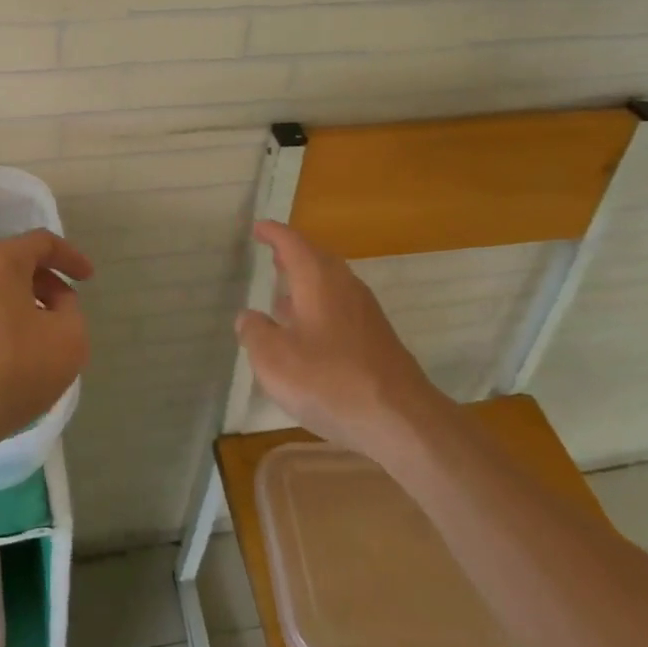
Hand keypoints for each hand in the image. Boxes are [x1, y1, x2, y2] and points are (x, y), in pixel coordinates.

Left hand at [0, 229, 93, 465]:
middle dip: (44, 286)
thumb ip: (71, 311)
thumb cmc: (8, 371)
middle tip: (64, 314)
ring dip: (17, 309)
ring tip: (35, 343)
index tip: (88, 279)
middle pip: (12, 266)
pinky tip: (3, 362)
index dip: (70, 257)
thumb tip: (54, 303)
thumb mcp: (69, 341)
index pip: (42, 243)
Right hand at [235, 221, 440, 458]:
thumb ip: (254, 333)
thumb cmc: (329, 380)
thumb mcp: (274, 359)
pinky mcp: (376, 338)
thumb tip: (247, 317)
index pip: (292, 243)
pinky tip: (308, 333)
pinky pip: (341, 308)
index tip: (258, 227)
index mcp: (318, 280)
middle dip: (293, 255)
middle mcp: (344, 286)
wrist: (400, 419)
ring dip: (307, 283)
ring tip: (284, 294)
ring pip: (331, 284)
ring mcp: (365, 312)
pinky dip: (320, 308)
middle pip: (317, 259)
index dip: (273, 233)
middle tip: (272, 255)